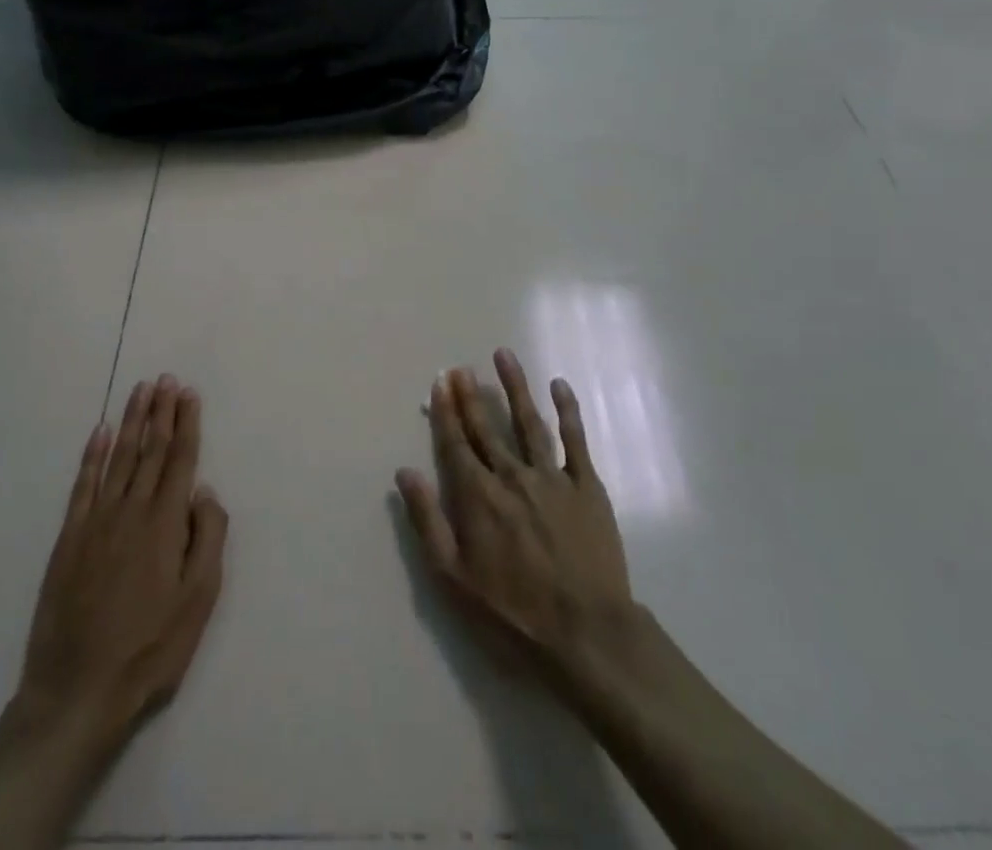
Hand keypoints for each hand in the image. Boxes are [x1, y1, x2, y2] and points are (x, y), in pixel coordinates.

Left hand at [15, 375, 228, 748]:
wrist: (77, 692)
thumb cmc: (150, 648)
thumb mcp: (199, 600)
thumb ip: (208, 538)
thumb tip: (205, 491)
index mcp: (165, 523)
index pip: (180, 459)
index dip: (185, 423)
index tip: (188, 393)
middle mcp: (131, 511)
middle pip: (150, 450)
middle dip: (160, 412)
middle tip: (166, 379)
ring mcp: (96, 522)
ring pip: (118, 458)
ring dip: (130, 422)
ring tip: (140, 391)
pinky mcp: (69, 539)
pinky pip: (82, 486)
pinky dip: (91, 456)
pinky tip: (99, 433)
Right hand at [395, 350, 634, 693]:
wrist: (586, 635)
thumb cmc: (512, 614)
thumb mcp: (453, 578)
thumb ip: (428, 520)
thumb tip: (404, 472)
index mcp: (479, 496)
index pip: (456, 443)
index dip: (446, 411)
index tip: (441, 382)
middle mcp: (512, 476)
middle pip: (488, 427)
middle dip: (472, 395)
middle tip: (462, 367)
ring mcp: (552, 478)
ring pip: (529, 421)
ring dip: (515, 387)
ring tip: (503, 356)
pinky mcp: (587, 487)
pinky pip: (575, 440)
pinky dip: (567, 411)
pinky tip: (559, 386)